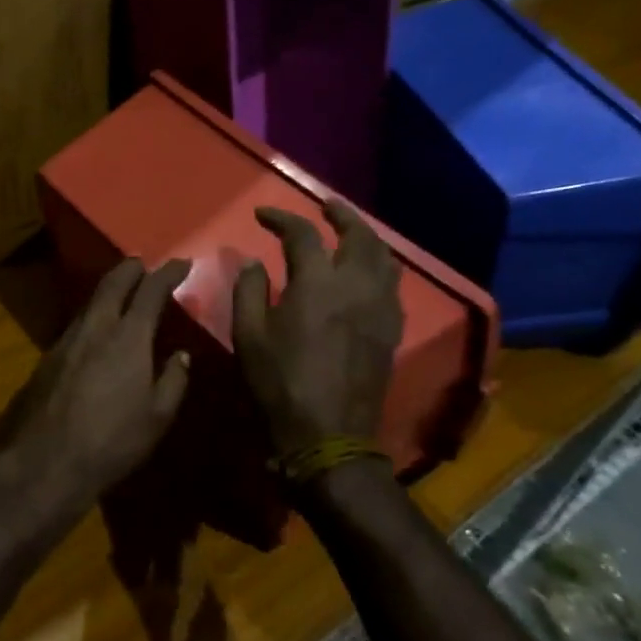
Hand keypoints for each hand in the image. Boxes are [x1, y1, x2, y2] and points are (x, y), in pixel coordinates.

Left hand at [0, 258, 192, 525]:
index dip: (168, 273)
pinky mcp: (49, 356)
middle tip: (144, 263)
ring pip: (92, 301)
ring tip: (123, 289)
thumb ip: (173, 380)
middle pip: (113, 283)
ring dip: (110, 289)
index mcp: (128, 336)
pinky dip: (94, 312)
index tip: (182, 263)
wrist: (45, 460)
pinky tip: (98, 327)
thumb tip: (180, 356)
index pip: (151, 290)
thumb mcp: (157, 417)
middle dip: (131, 268)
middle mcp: (96, 326)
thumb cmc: (112, 440)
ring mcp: (68, 339)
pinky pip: (78, 322)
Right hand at [232, 201, 403, 458]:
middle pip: (359, 235)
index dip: (281, 218)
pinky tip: (365, 274)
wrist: (329, 435)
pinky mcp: (391, 330)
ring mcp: (380, 308)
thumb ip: (249, 291)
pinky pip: (391, 285)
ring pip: (384, 257)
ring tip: (349, 233)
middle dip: (341, 214)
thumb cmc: (280, 384)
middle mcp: (356, 287)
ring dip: (366, 237)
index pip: (302, 234)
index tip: (263, 214)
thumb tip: (255, 262)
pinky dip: (378, 267)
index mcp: (316, 285)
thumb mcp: (248, 336)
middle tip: (324, 205)